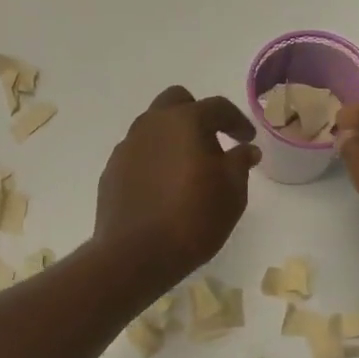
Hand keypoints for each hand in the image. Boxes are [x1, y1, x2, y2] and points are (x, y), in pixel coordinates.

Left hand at [94, 86, 258, 292]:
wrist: (135, 254)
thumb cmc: (192, 219)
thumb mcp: (232, 194)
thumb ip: (239, 163)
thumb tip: (245, 149)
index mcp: (184, 122)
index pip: (216, 107)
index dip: (236, 121)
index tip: (246, 139)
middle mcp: (151, 125)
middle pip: (176, 103)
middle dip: (197, 115)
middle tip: (213, 143)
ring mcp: (126, 147)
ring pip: (153, 127)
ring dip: (173, 138)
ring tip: (187, 168)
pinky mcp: (112, 170)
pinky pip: (138, 153)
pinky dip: (154, 160)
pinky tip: (163, 187)